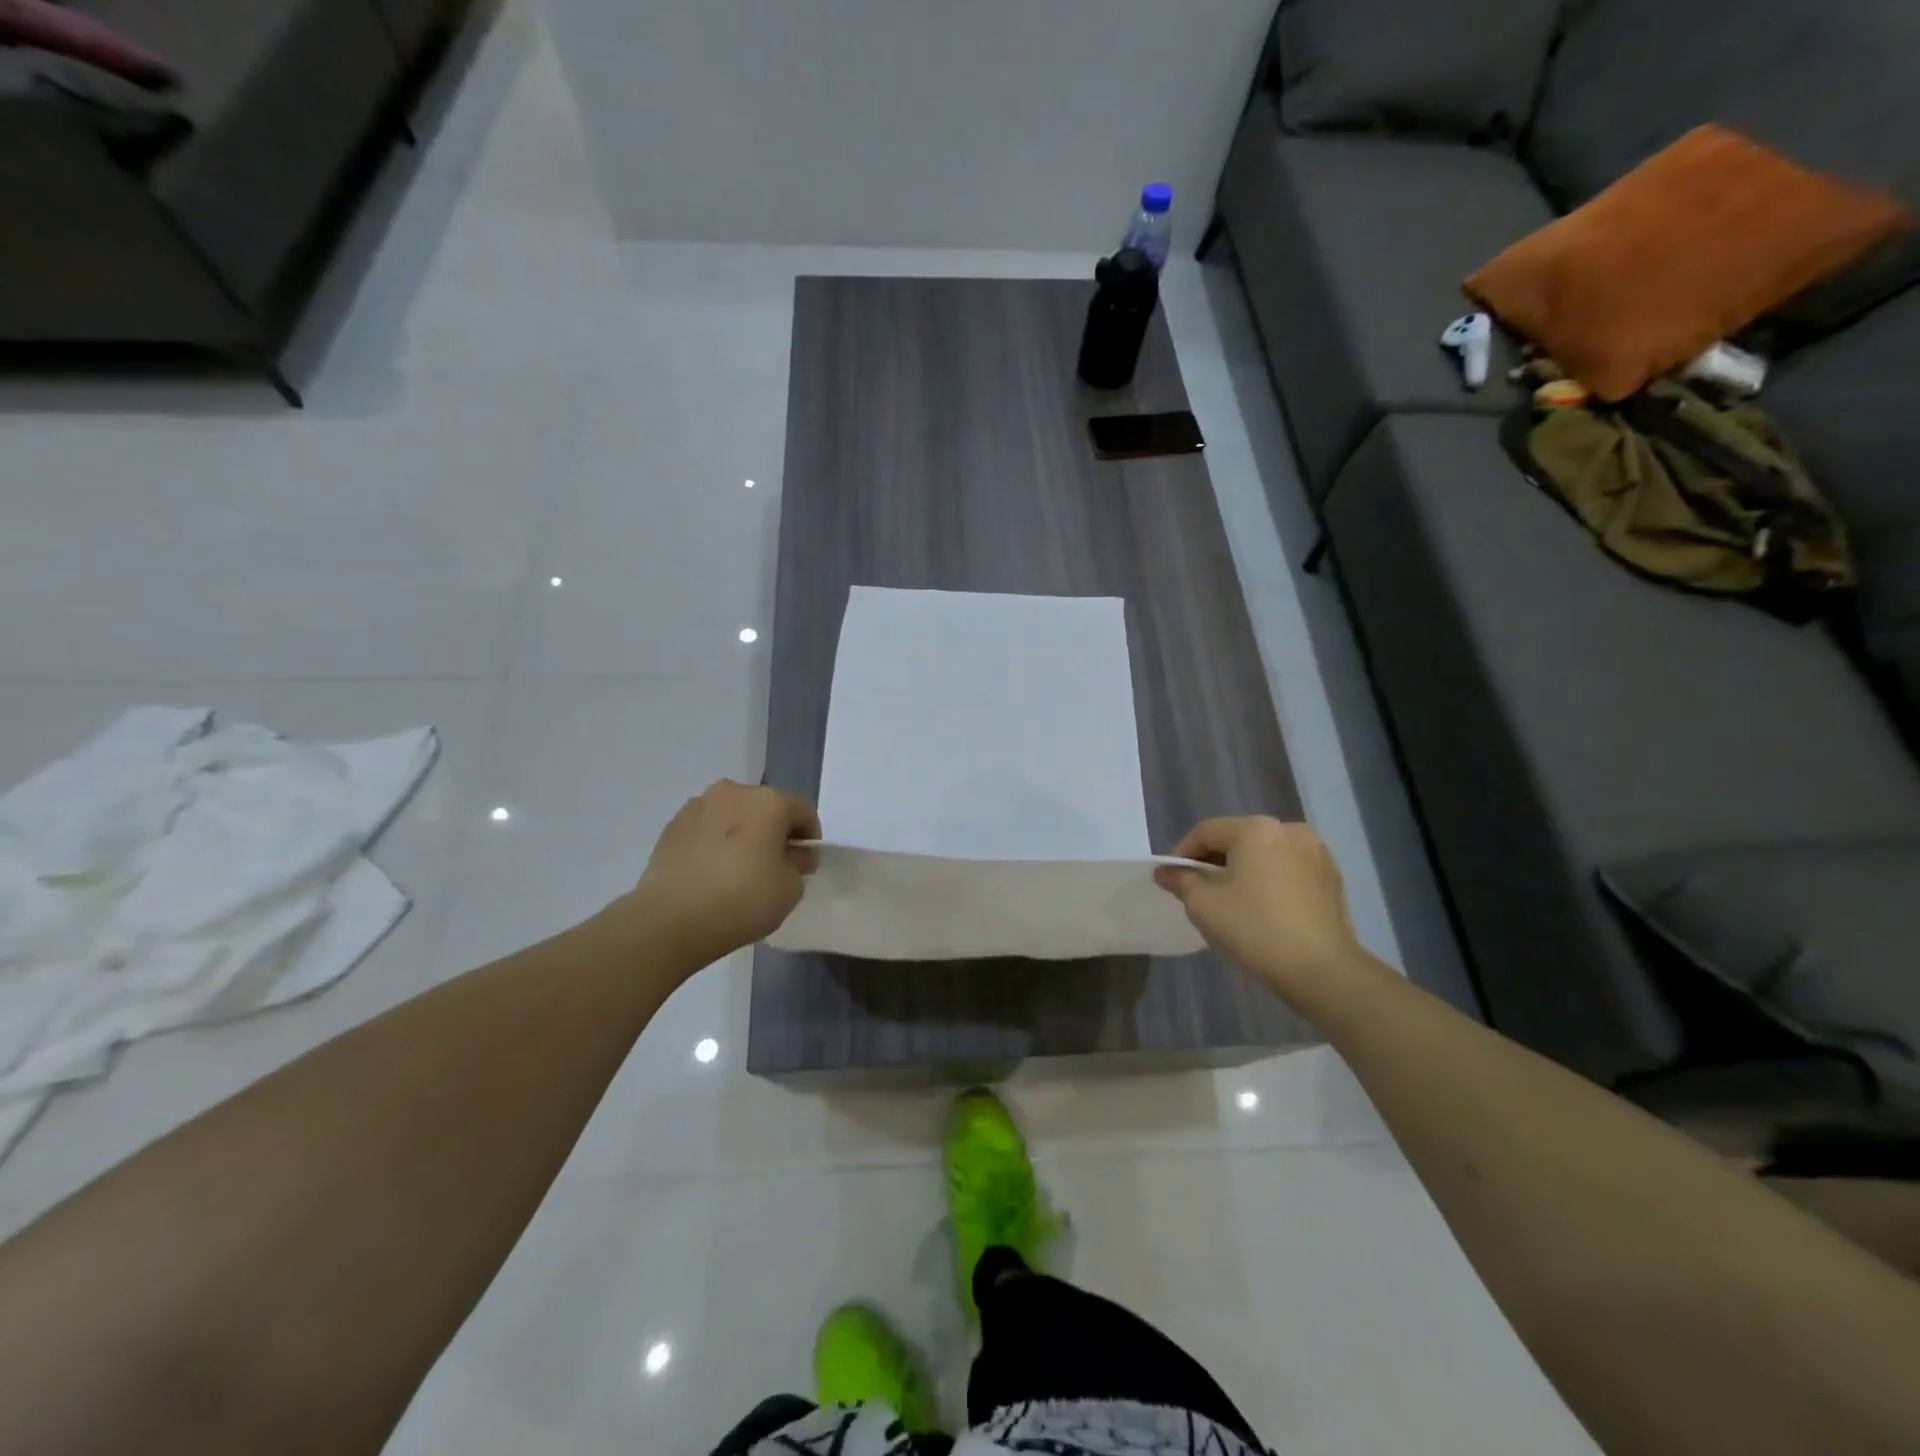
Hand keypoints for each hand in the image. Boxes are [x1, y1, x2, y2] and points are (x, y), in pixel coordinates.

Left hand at [622, 780, 819, 967]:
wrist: (670, 920)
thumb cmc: (742, 900)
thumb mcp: (791, 888)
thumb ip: (799, 864)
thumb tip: (792, 854)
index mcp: (769, 801)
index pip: (803, 810)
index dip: (809, 837)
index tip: (804, 865)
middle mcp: (734, 792)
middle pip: (766, 807)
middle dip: (774, 831)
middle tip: (773, 866)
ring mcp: (698, 806)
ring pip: (733, 815)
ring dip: (742, 834)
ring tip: (737, 870)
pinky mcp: (671, 826)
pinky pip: (706, 829)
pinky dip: (715, 843)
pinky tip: (711, 874)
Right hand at [1154, 818, 1362, 996]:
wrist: (1322, 970)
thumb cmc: (1255, 929)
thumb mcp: (1204, 905)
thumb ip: (1181, 880)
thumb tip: (1165, 871)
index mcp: (1255, 828)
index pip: (1206, 832)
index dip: (1182, 853)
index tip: (1171, 878)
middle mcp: (1288, 829)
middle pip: (1237, 839)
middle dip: (1213, 861)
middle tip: (1197, 890)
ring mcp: (1315, 852)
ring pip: (1264, 853)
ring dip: (1242, 870)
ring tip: (1230, 899)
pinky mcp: (1331, 876)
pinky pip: (1288, 869)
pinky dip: (1269, 879)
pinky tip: (1262, 906)